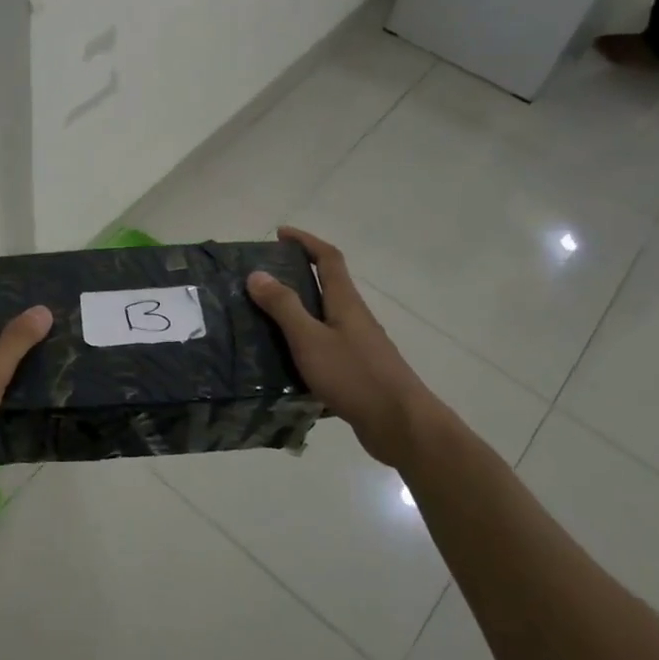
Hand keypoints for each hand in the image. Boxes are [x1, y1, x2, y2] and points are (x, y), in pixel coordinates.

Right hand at [245, 226, 430, 463]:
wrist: (401, 425)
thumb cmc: (355, 376)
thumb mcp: (310, 339)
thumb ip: (283, 307)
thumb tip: (257, 273)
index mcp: (345, 302)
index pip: (328, 258)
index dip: (306, 241)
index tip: (281, 234)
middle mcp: (354, 318)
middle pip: (327, 286)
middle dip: (297, 276)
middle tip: (261, 281)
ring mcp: (358, 346)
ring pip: (324, 319)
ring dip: (297, 313)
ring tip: (262, 321)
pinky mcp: (357, 372)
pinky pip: (325, 348)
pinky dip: (303, 346)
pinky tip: (284, 364)